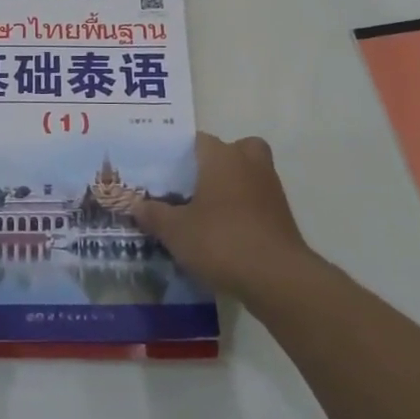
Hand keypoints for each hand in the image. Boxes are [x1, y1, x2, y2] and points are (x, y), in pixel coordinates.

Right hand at [131, 132, 309, 302]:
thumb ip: (154, 215)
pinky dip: (246, 210)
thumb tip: (136, 205)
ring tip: (209, 211)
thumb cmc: (221, 241)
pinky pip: (259, 200)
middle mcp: (249, 163)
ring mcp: (271, 188)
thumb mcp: (176, 231)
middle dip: (218, 163)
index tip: (166, 172)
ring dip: (234, 186)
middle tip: (196, 185)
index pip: (199, 140)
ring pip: (250, 174)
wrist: (277, 278)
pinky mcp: (283, 215)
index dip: (182, 154)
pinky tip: (228, 233)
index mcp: (221, 157)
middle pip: (234, 149)